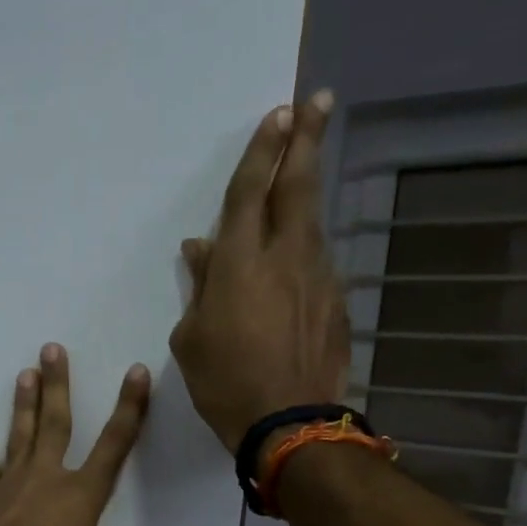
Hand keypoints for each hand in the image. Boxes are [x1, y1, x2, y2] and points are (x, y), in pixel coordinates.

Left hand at [0, 344, 150, 525]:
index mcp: (81, 495)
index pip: (114, 445)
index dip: (129, 408)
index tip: (135, 372)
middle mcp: (46, 477)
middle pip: (56, 422)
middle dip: (58, 384)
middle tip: (52, 348)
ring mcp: (10, 483)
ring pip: (20, 435)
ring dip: (25, 405)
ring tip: (25, 374)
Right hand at [169, 92, 351, 452]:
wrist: (288, 422)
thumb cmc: (224, 382)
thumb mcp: (191, 338)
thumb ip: (199, 286)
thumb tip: (201, 248)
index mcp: (240, 262)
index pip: (252, 191)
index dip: (263, 150)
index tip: (279, 113)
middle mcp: (285, 256)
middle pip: (298, 186)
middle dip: (306, 140)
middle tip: (318, 103)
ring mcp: (317, 276)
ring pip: (312, 221)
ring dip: (308, 191)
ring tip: (304, 171)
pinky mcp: (335, 301)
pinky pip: (316, 262)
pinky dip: (305, 248)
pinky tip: (296, 258)